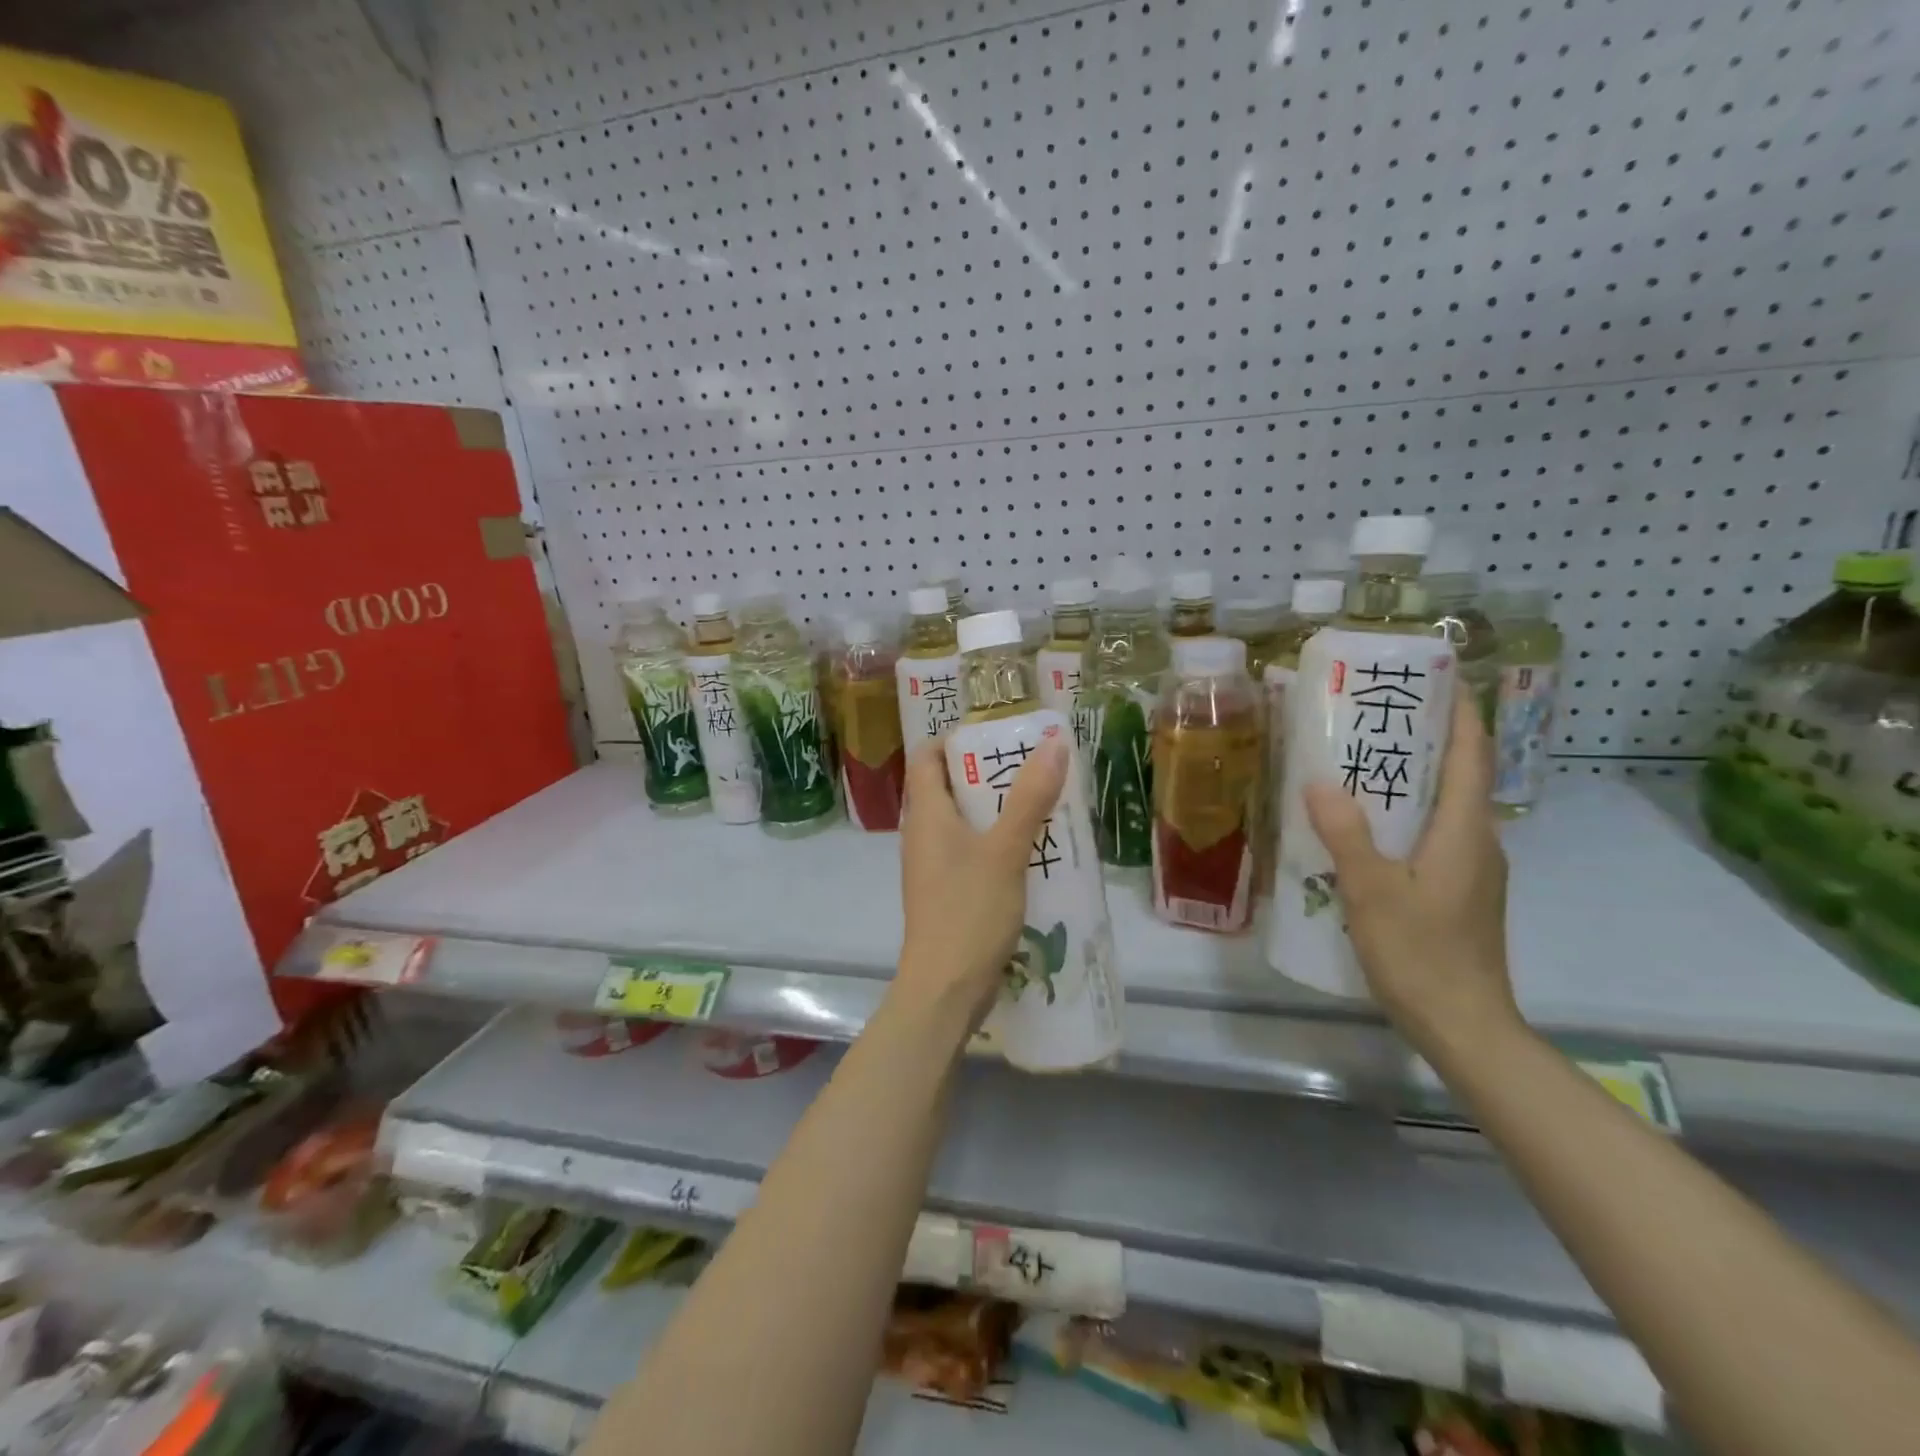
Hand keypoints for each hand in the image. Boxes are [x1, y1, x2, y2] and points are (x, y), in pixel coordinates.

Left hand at [896, 736, 1069, 1019]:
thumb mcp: (1005, 850)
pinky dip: (998, 842)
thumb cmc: (969, 911)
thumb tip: (1052, 743)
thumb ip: (1030, 797)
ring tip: (1044, 801)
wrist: (945, 989)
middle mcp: (923, 833)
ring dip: (999, 809)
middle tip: (1035, 765)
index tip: (998, 735)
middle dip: (990, 773)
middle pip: (950, 786)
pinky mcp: (948, 891)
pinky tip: (1035, 850)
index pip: (927, 755)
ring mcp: (934, 865)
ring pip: (965, 821)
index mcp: (926, 813)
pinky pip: (972, 852)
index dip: (956, 738)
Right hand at [1303, 693, 1518, 1055]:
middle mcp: (1477, 843)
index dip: (1461, 715)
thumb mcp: (1372, 892)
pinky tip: (1364, 827)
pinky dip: (1405, 817)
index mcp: (1465, 833)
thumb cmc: (1422, 955)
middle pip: (1458, 777)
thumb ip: (1346, 835)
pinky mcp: (1458, 894)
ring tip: (1359, 763)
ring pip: (1444, 809)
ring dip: (1412, 780)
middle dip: (1425, 741)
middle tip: (1374, 717)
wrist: (1466, 1028)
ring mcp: (1470, 871)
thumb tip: (1320, 781)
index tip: (1437, 679)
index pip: (1472, 757)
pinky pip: (1434, 837)